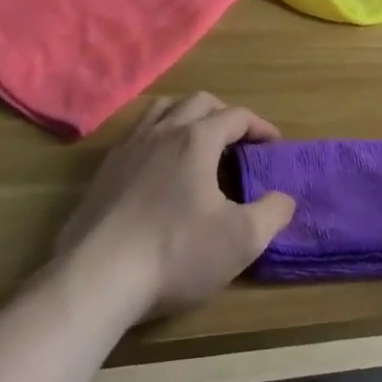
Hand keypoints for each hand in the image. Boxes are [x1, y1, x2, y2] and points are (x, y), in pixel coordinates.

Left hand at [51, 93, 296, 321]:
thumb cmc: (174, 253)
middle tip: (239, 141)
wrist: (96, 279)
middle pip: (199, 102)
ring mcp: (128, 148)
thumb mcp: (240, 240)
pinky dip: (157, 137)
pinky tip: (158, 167)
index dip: (261, 127)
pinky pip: (136, 134)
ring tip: (198, 142)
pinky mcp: (104, 171)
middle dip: (225, 114)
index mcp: (197, 139)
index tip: (274, 146)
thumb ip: (272, 214)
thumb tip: (285, 198)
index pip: (237, 116)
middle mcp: (163, 131)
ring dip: (187, 117)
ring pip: (163, 110)